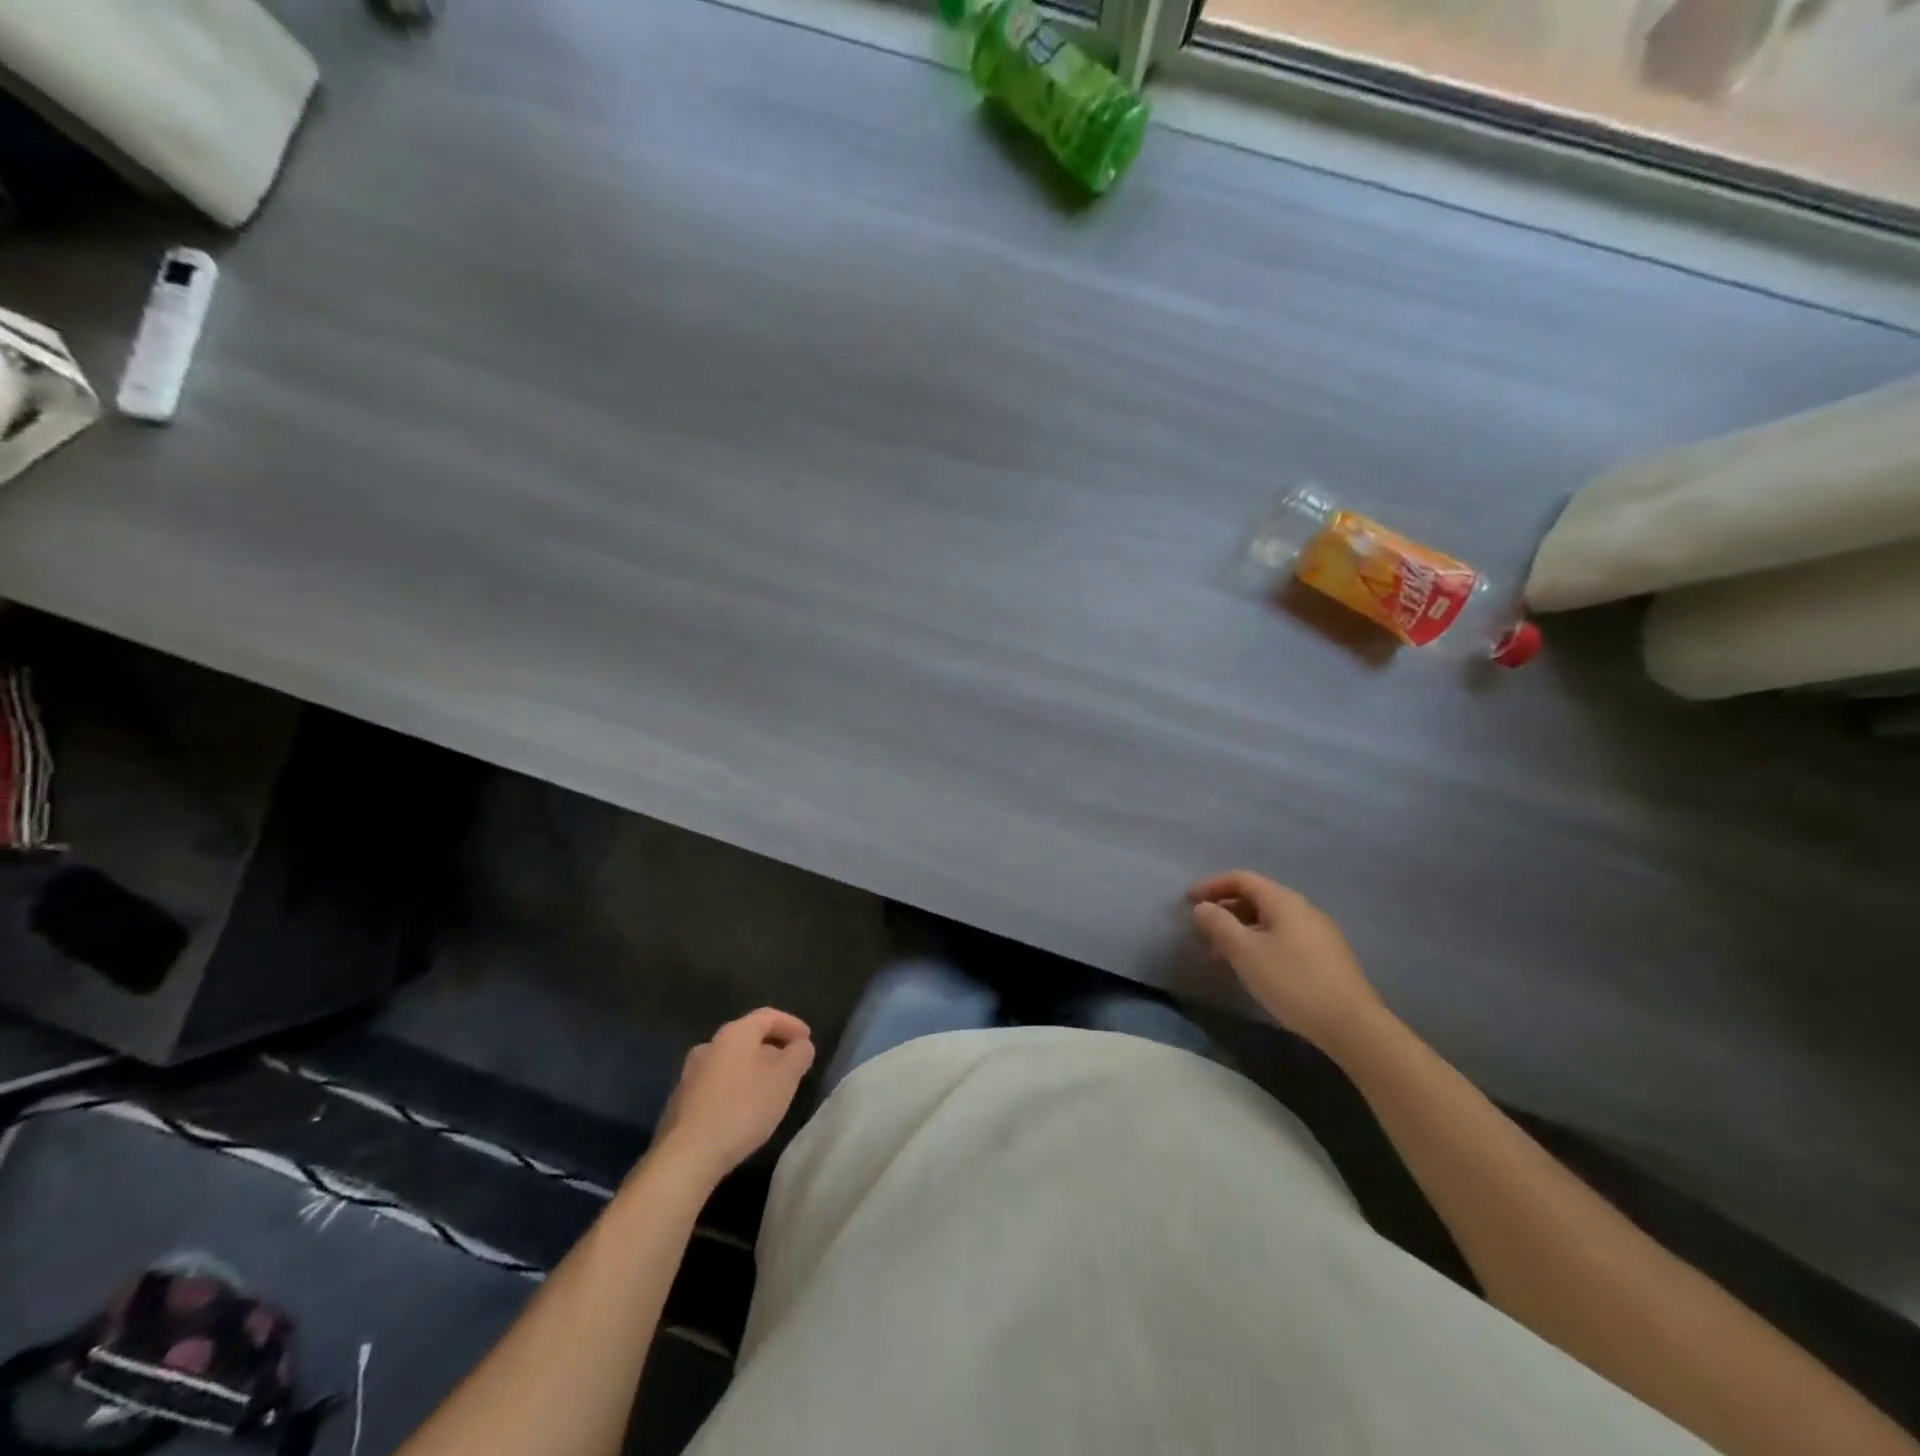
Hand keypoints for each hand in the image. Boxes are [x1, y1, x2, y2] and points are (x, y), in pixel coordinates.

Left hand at [653, 1008, 815, 1184]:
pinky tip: (741, 1112)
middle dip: (772, 1049)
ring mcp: (690, 1074)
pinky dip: (734, 1089)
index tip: (807, 1040)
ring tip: (768, 1092)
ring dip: (752, 1070)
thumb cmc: (743, 1108)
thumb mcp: (785, 1078)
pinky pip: (715, 1085)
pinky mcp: (680, 1102)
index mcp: (735, 1033)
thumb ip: (799, 1054)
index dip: (792, 1024)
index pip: (768, 1016)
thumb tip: (800, 1045)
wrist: (686, 1156)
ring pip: (730, 1063)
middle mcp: (709, 1045)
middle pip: (748, 1038)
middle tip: (791, 1067)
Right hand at [1188, 871, 1385, 1054]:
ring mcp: (1319, 933)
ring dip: (1242, 928)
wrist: (1353, 1026)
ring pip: (1270, 919)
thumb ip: (1220, 925)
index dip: (1212, 885)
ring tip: (1222, 952)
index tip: (1188, 900)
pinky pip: (1284, 936)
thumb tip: (1202, 907)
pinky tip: (1253, 966)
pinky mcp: (1327, 956)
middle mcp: (1303, 909)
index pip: (1242, 879)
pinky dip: (1260, 941)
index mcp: (1284, 901)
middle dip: (1225, 909)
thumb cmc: (1293, 982)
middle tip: (1202, 929)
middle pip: (1257, 897)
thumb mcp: (1246, 953)